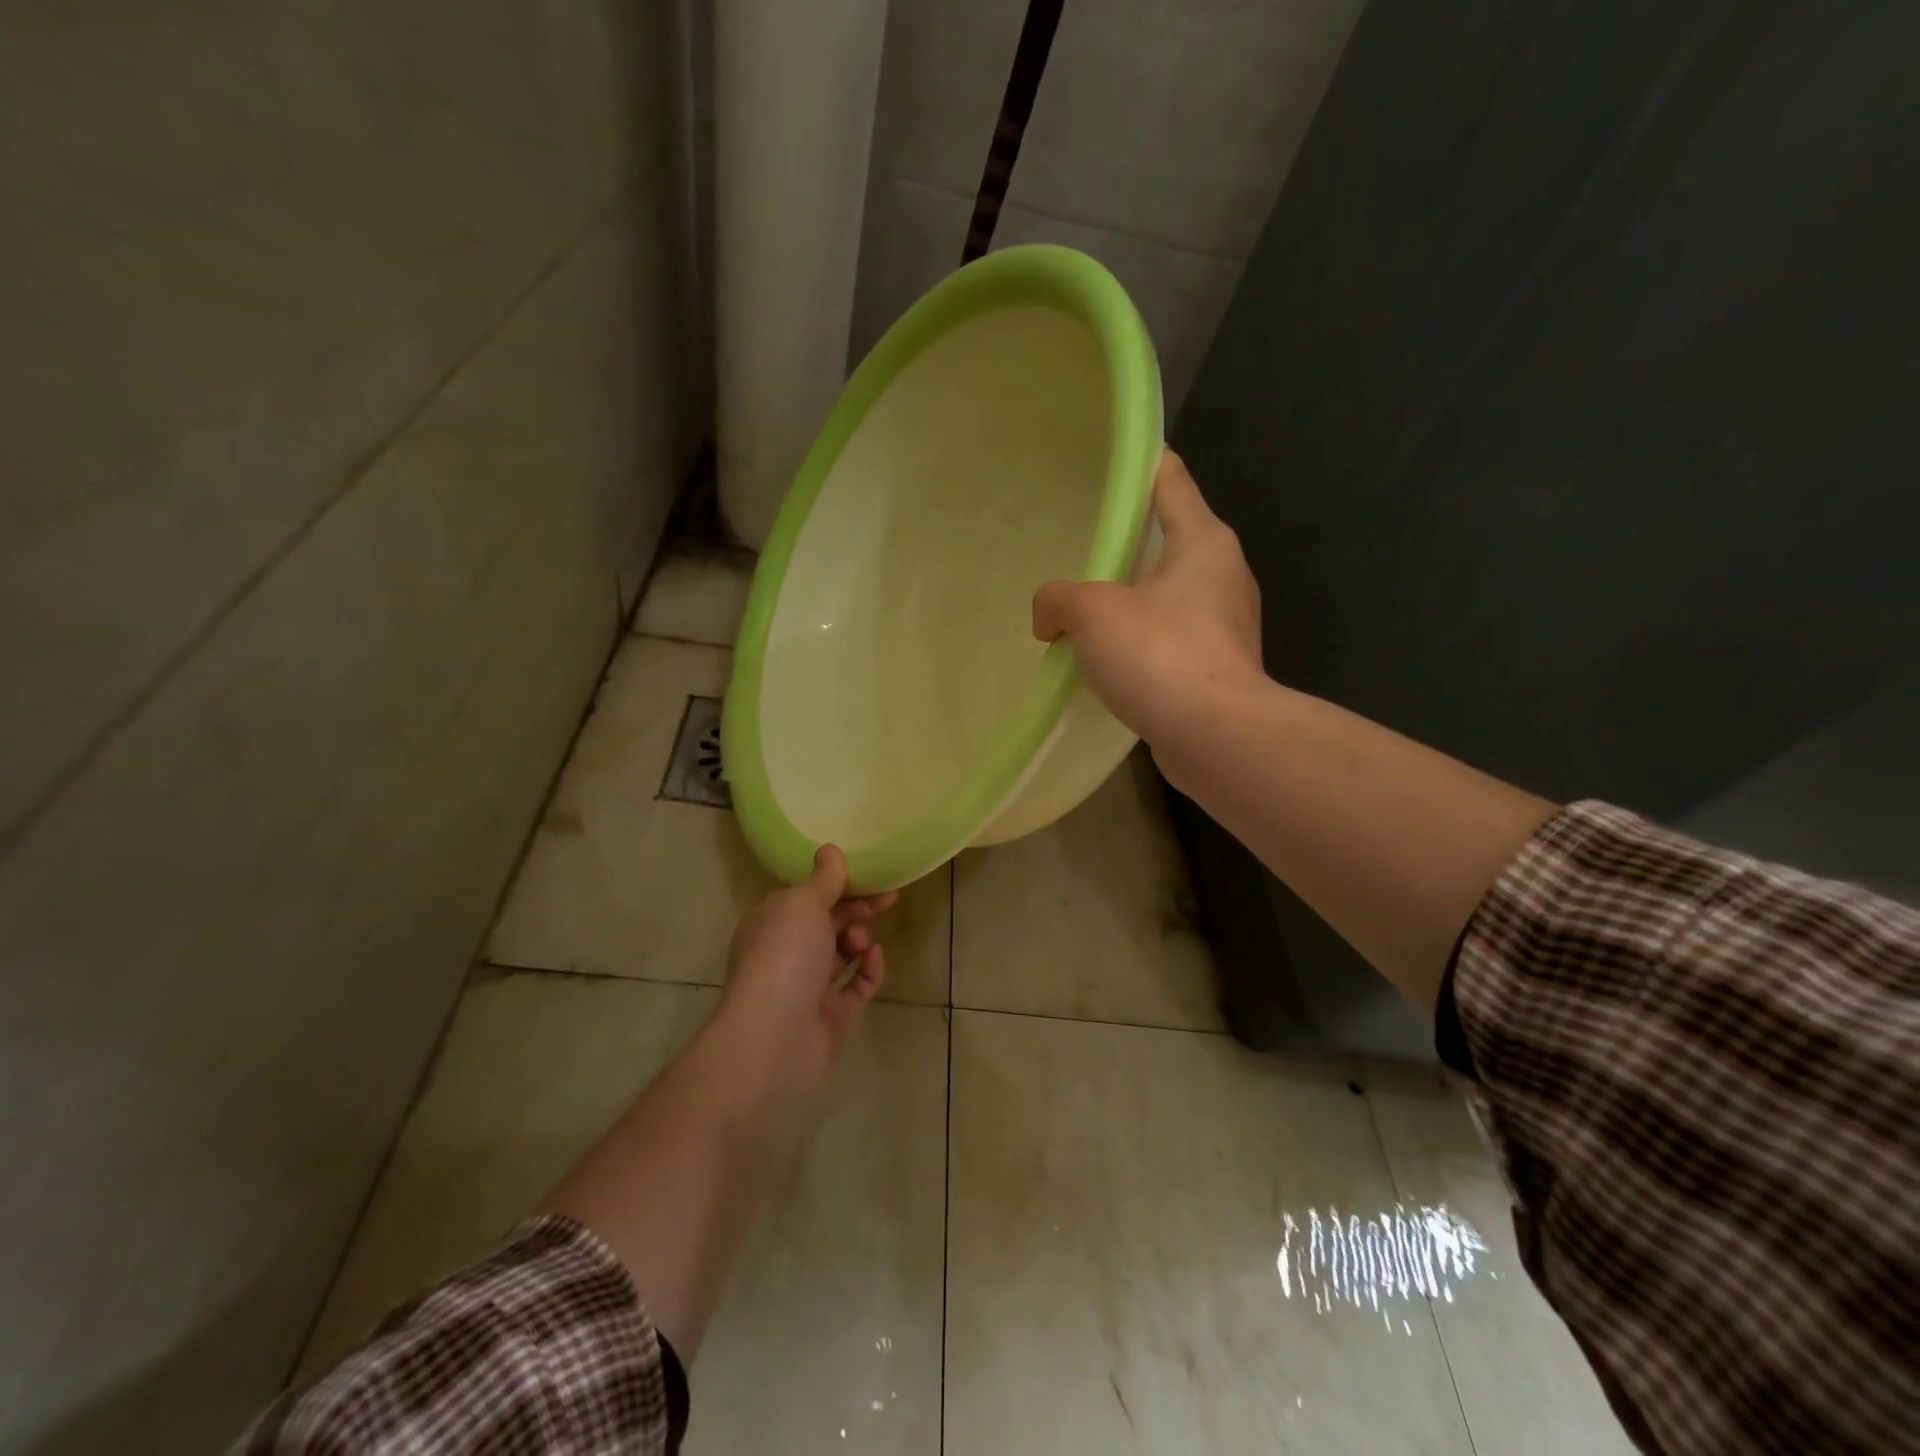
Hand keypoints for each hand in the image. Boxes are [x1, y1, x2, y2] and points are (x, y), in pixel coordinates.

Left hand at [715, 845, 894, 1093]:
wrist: (773, 1037)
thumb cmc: (784, 957)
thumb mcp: (804, 904)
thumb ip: (824, 880)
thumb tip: (829, 850)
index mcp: (773, 922)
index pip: (808, 895)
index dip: (840, 883)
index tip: (871, 874)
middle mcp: (788, 952)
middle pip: (829, 922)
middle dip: (857, 909)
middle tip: (886, 900)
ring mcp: (809, 985)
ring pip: (843, 953)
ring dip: (859, 939)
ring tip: (862, 942)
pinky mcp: (832, 1014)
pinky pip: (857, 985)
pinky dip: (869, 970)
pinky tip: (874, 958)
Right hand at [1033, 449, 1262, 751]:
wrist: (1217, 736)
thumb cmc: (1160, 654)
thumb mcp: (1092, 613)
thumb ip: (1058, 600)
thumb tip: (1048, 620)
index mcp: (1203, 540)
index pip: (1169, 478)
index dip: (1138, 464)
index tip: (1105, 464)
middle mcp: (1222, 573)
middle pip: (1166, 539)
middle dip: (1123, 546)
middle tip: (1076, 551)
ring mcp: (1225, 623)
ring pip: (1166, 595)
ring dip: (1128, 601)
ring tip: (1082, 612)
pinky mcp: (1218, 666)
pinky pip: (1169, 639)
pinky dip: (1140, 643)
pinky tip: (1106, 661)